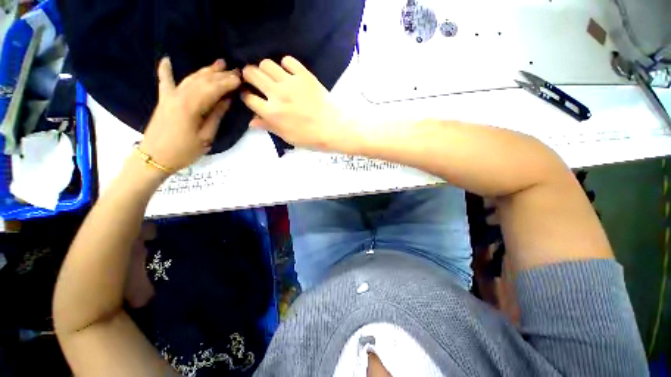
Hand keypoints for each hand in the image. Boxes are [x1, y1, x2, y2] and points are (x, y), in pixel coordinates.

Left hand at [140, 58, 241, 172]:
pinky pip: (165, 81)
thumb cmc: (181, 153)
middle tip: (235, 71)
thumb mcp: (204, 139)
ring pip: (192, 77)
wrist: (153, 160)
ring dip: (206, 70)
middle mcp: (183, 94)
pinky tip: (165, 59)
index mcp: (194, 105)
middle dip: (222, 74)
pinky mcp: (163, 99)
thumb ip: (216, 116)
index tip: (242, 79)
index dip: (230, 82)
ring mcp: (172, 95)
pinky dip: (165, 70)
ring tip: (219, 64)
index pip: (216, 87)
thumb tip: (226, 99)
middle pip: (205, 80)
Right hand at [241, 56, 356, 151]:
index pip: (248, 97)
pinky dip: (285, 63)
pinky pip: (288, 60)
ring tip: (268, 72)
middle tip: (251, 77)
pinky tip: (286, 70)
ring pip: (267, 64)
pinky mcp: (304, 75)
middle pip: (253, 75)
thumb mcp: (284, 135)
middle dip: (248, 74)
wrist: (334, 126)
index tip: (246, 92)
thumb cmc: (308, 136)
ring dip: (264, 67)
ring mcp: (291, 82)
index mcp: (270, 112)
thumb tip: (251, 121)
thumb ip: (267, 125)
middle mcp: (277, 94)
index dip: (244, 94)